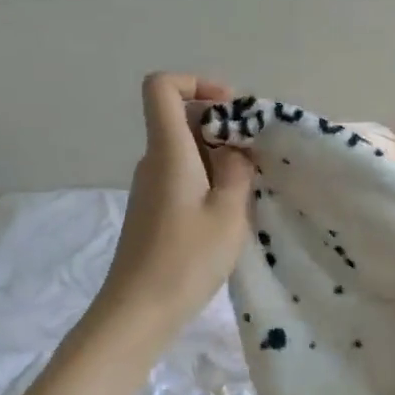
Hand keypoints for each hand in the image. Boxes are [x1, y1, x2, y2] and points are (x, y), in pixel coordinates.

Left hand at [92, 73, 253, 334]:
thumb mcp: (228, 213)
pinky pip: (183, 176)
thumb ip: (237, 171)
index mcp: (168, 151)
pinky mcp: (153, 211)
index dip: (196, 82)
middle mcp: (153, 161)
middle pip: (181, 118)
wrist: (137, 312)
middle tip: (257, 157)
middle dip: (223, 126)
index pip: (161, 87)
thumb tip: (235, 150)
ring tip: (250, 189)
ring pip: (186, 150)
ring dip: (220, 158)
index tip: (232, 109)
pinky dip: (209, 180)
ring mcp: (150, 187)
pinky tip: (230, 213)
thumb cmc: (185, 260)